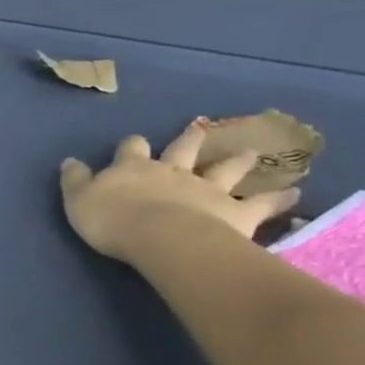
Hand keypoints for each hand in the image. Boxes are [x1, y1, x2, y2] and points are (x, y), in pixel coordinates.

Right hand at [59, 123, 299, 262]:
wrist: (158, 236)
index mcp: (134, 168)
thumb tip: (70, 161)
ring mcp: (207, 189)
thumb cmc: (112, 220)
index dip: (132, 146)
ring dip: (238, 160)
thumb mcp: (78, 200)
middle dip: (190, 139)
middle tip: (201, 129)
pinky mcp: (234, 212)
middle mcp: (173, 171)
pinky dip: (277, 199)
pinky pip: (260, 205)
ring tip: (253, 152)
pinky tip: (294, 194)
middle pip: (183, 149)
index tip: (134, 144)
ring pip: (225, 169)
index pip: (132, 149)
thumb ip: (75, 181)